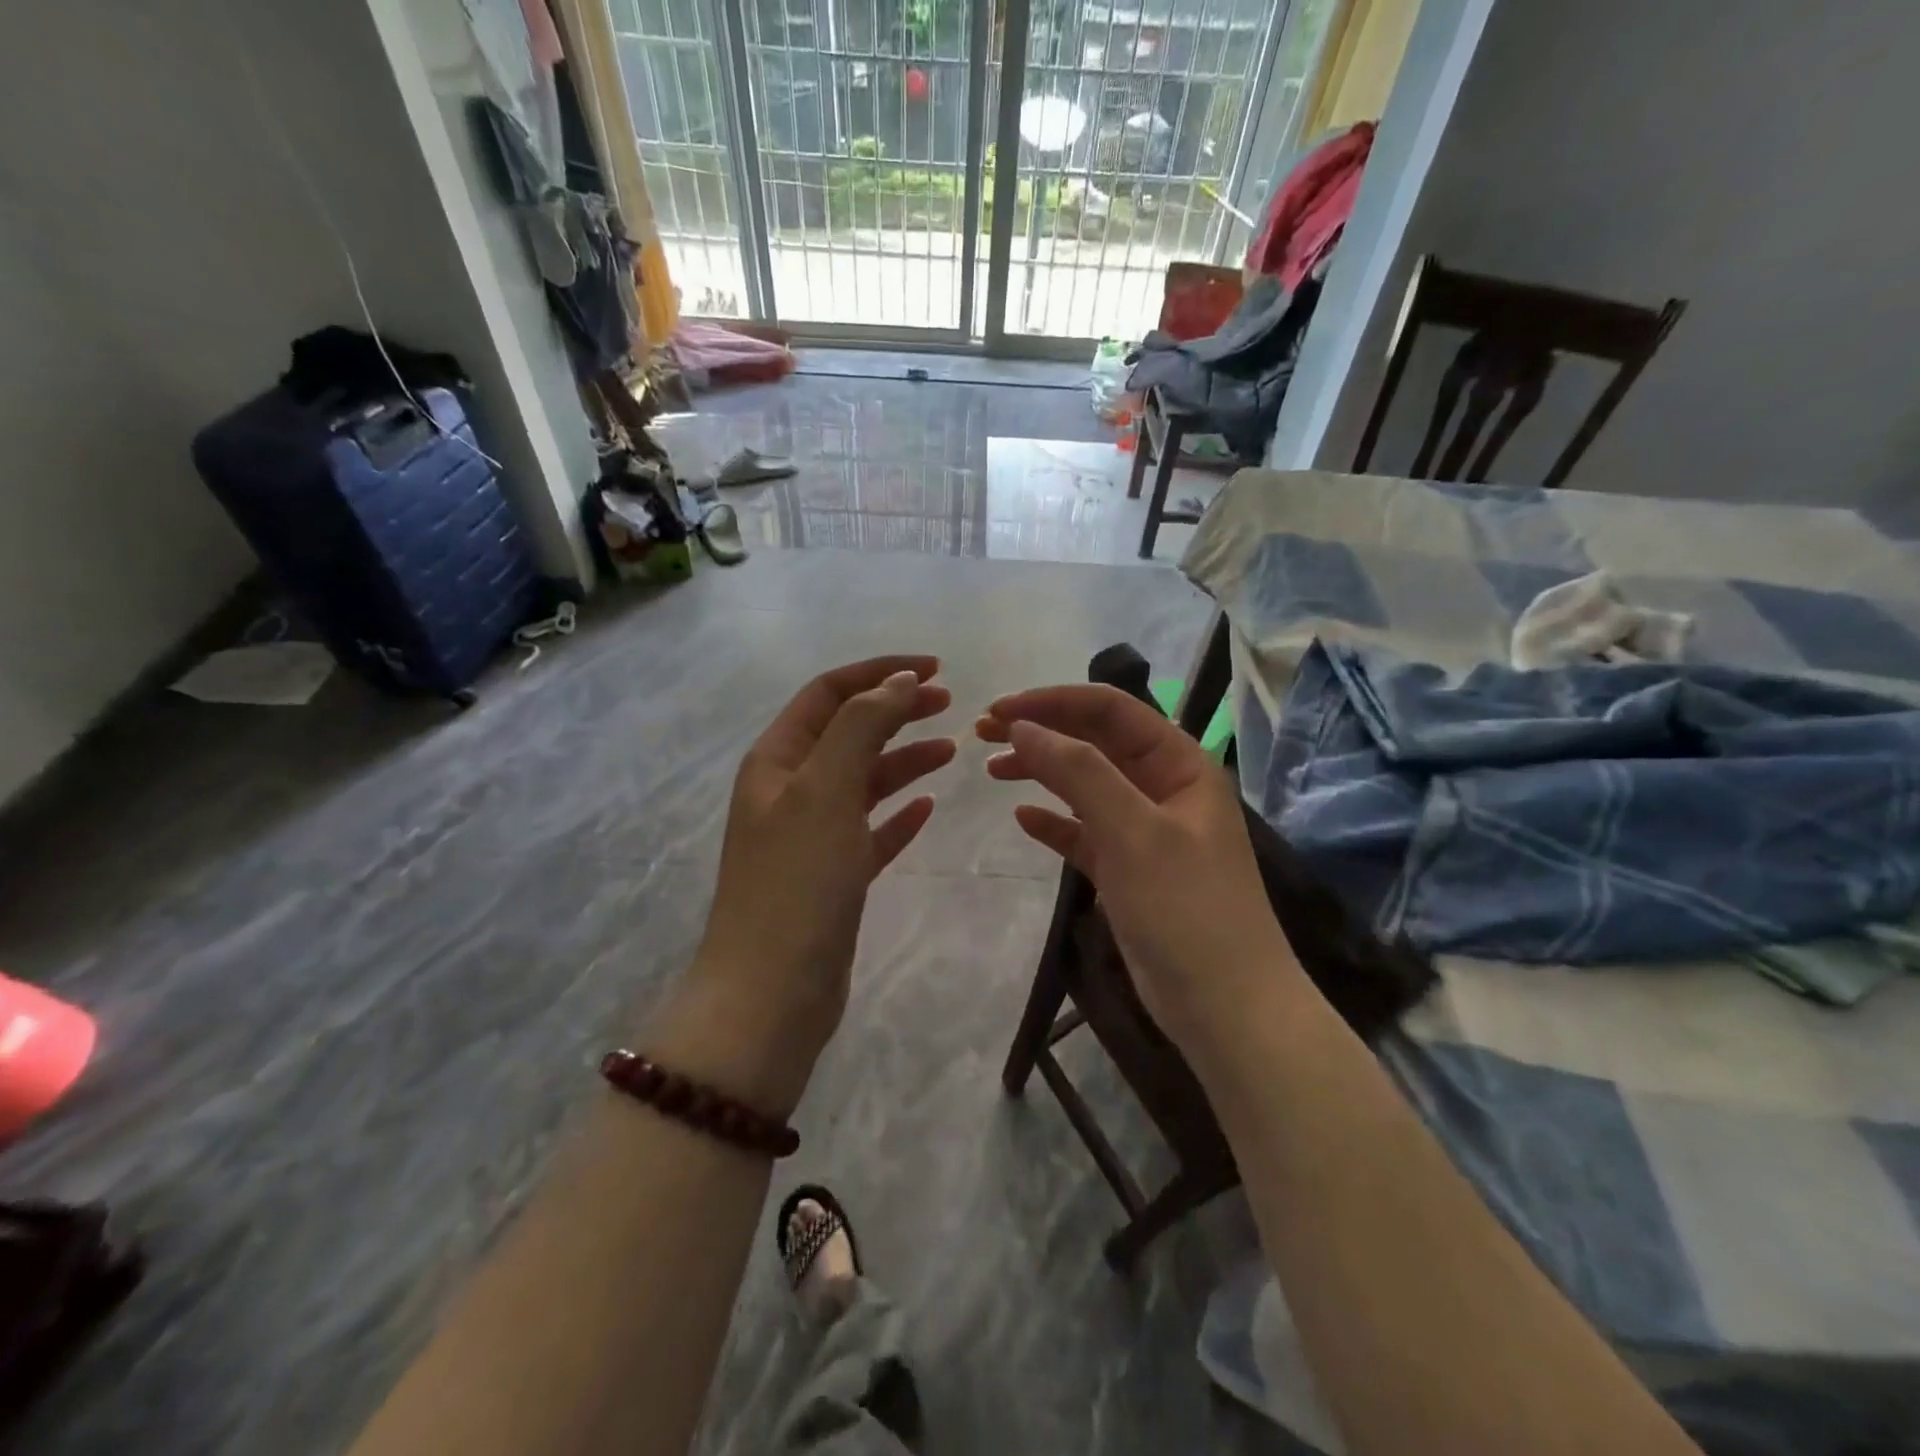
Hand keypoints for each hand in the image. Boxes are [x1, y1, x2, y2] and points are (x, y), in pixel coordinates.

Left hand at [670, 657, 954, 1116]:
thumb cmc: (797, 883)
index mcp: (777, 761)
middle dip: (895, 711)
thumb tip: (895, 682)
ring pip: (863, 781)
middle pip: (848, 732)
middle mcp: (790, 791)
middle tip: (949, 704)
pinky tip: (929, 808)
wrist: (771, 995)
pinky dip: (899, 814)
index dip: (879, 674)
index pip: (829, 694)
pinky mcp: (833, 877)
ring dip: (904, 760)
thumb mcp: (825, 790)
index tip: (934, 669)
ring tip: (952, 750)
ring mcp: (811, 836)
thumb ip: (860, 727)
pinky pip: (871, 831)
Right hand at [978, 685, 1295, 1052]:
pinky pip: (1085, 832)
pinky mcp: (1129, 870)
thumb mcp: (1133, 831)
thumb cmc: (1186, 909)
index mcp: (1179, 764)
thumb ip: (1078, 772)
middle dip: (1042, 732)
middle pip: (1095, 743)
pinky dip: (1054, 822)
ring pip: (1086, 785)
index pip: (1110, 711)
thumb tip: (1022, 727)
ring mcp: (1146, 830)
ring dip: (1041, 772)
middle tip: (982, 733)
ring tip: (993, 769)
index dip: (1052, 703)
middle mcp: (1164, 788)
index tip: (998, 710)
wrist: (1226, 1009)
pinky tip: (1023, 819)